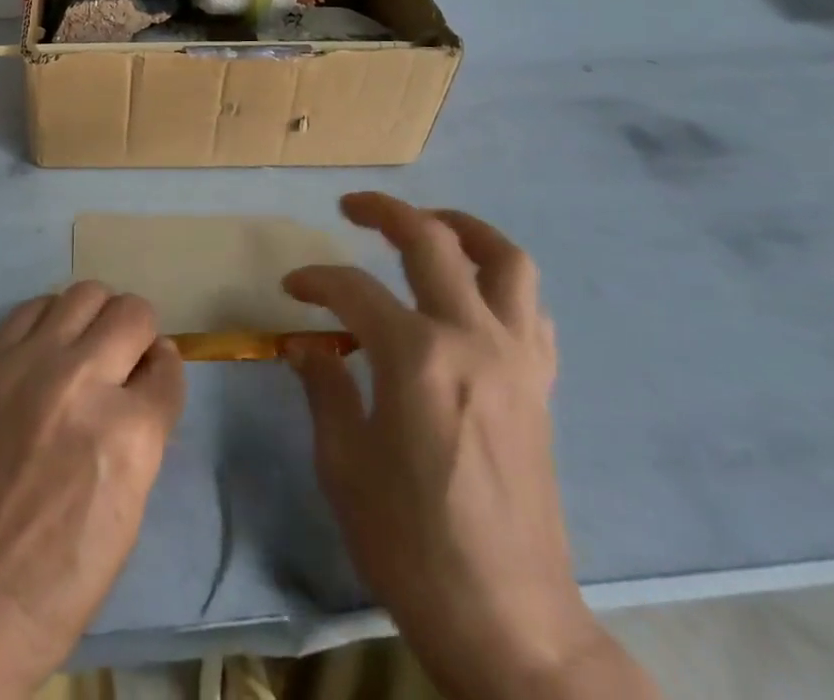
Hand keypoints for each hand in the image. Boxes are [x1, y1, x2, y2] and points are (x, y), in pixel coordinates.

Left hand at [0, 283, 184, 696]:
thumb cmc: (59, 580)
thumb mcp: (129, 511)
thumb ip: (145, 432)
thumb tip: (149, 375)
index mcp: (129, 434)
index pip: (168, 367)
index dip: (164, 371)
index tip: (154, 375)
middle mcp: (83, 382)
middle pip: (132, 313)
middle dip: (138, 332)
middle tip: (123, 358)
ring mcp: (30, 363)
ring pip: (85, 293)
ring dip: (97, 315)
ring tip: (86, 344)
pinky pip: (33, 306)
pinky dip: (51, 318)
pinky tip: (46, 346)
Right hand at [284, 193, 654, 699]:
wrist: (510, 625)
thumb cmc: (411, 544)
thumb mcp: (343, 465)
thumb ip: (324, 388)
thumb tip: (306, 346)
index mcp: (416, 357)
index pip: (352, 288)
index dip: (315, 280)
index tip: (292, 289)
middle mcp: (472, 339)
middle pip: (432, 242)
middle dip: (385, 212)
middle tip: (351, 208)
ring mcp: (517, 360)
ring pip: (505, 260)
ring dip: (463, 229)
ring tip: (429, 224)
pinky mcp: (541, 386)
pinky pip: (531, 310)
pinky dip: (500, 284)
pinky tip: (472, 295)